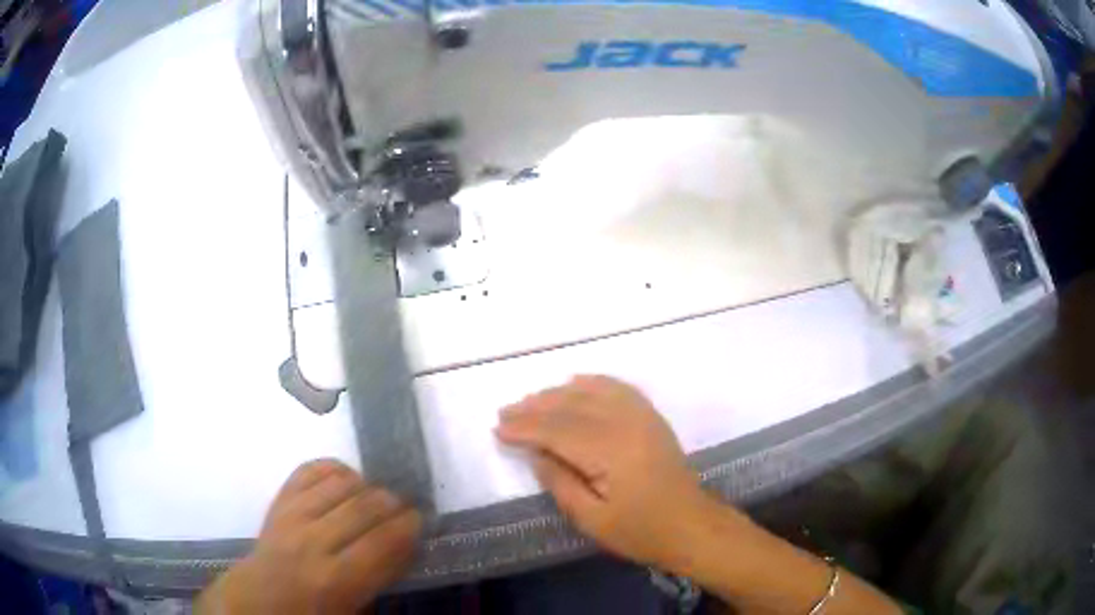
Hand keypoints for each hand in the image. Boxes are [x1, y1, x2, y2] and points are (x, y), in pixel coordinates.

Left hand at [195, 460, 421, 614]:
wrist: (260, 597)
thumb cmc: (313, 610)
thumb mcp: (355, 606)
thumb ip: (381, 575)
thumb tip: (408, 543)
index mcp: (335, 579)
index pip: (382, 542)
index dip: (408, 525)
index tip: (420, 519)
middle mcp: (312, 542)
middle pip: (363, 506)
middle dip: (392, 501)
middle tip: (404, 506)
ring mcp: (291, 516)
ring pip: (339, 483)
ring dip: (366, 484)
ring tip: (375, 495)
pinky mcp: (279, 500)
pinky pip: (310, 470)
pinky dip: (334, 468)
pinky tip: (346, 480)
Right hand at [495, 375, 727, 568]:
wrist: (691, 524)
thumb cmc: (641, 530)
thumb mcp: (592, 519)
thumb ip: (560, 483)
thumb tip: (536, 453)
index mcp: (610, 451)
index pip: (556, 430)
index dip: (524, 428)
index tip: (498, 429)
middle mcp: (625, 423)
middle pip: (571, 406)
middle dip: (534, 407)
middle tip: (505, 411)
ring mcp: (642, 415)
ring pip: (591, 391)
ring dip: (558, 393)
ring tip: (531, 400)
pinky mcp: (651, 416)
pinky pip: (618, 387)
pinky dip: (592, 382)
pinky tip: (575, 383)